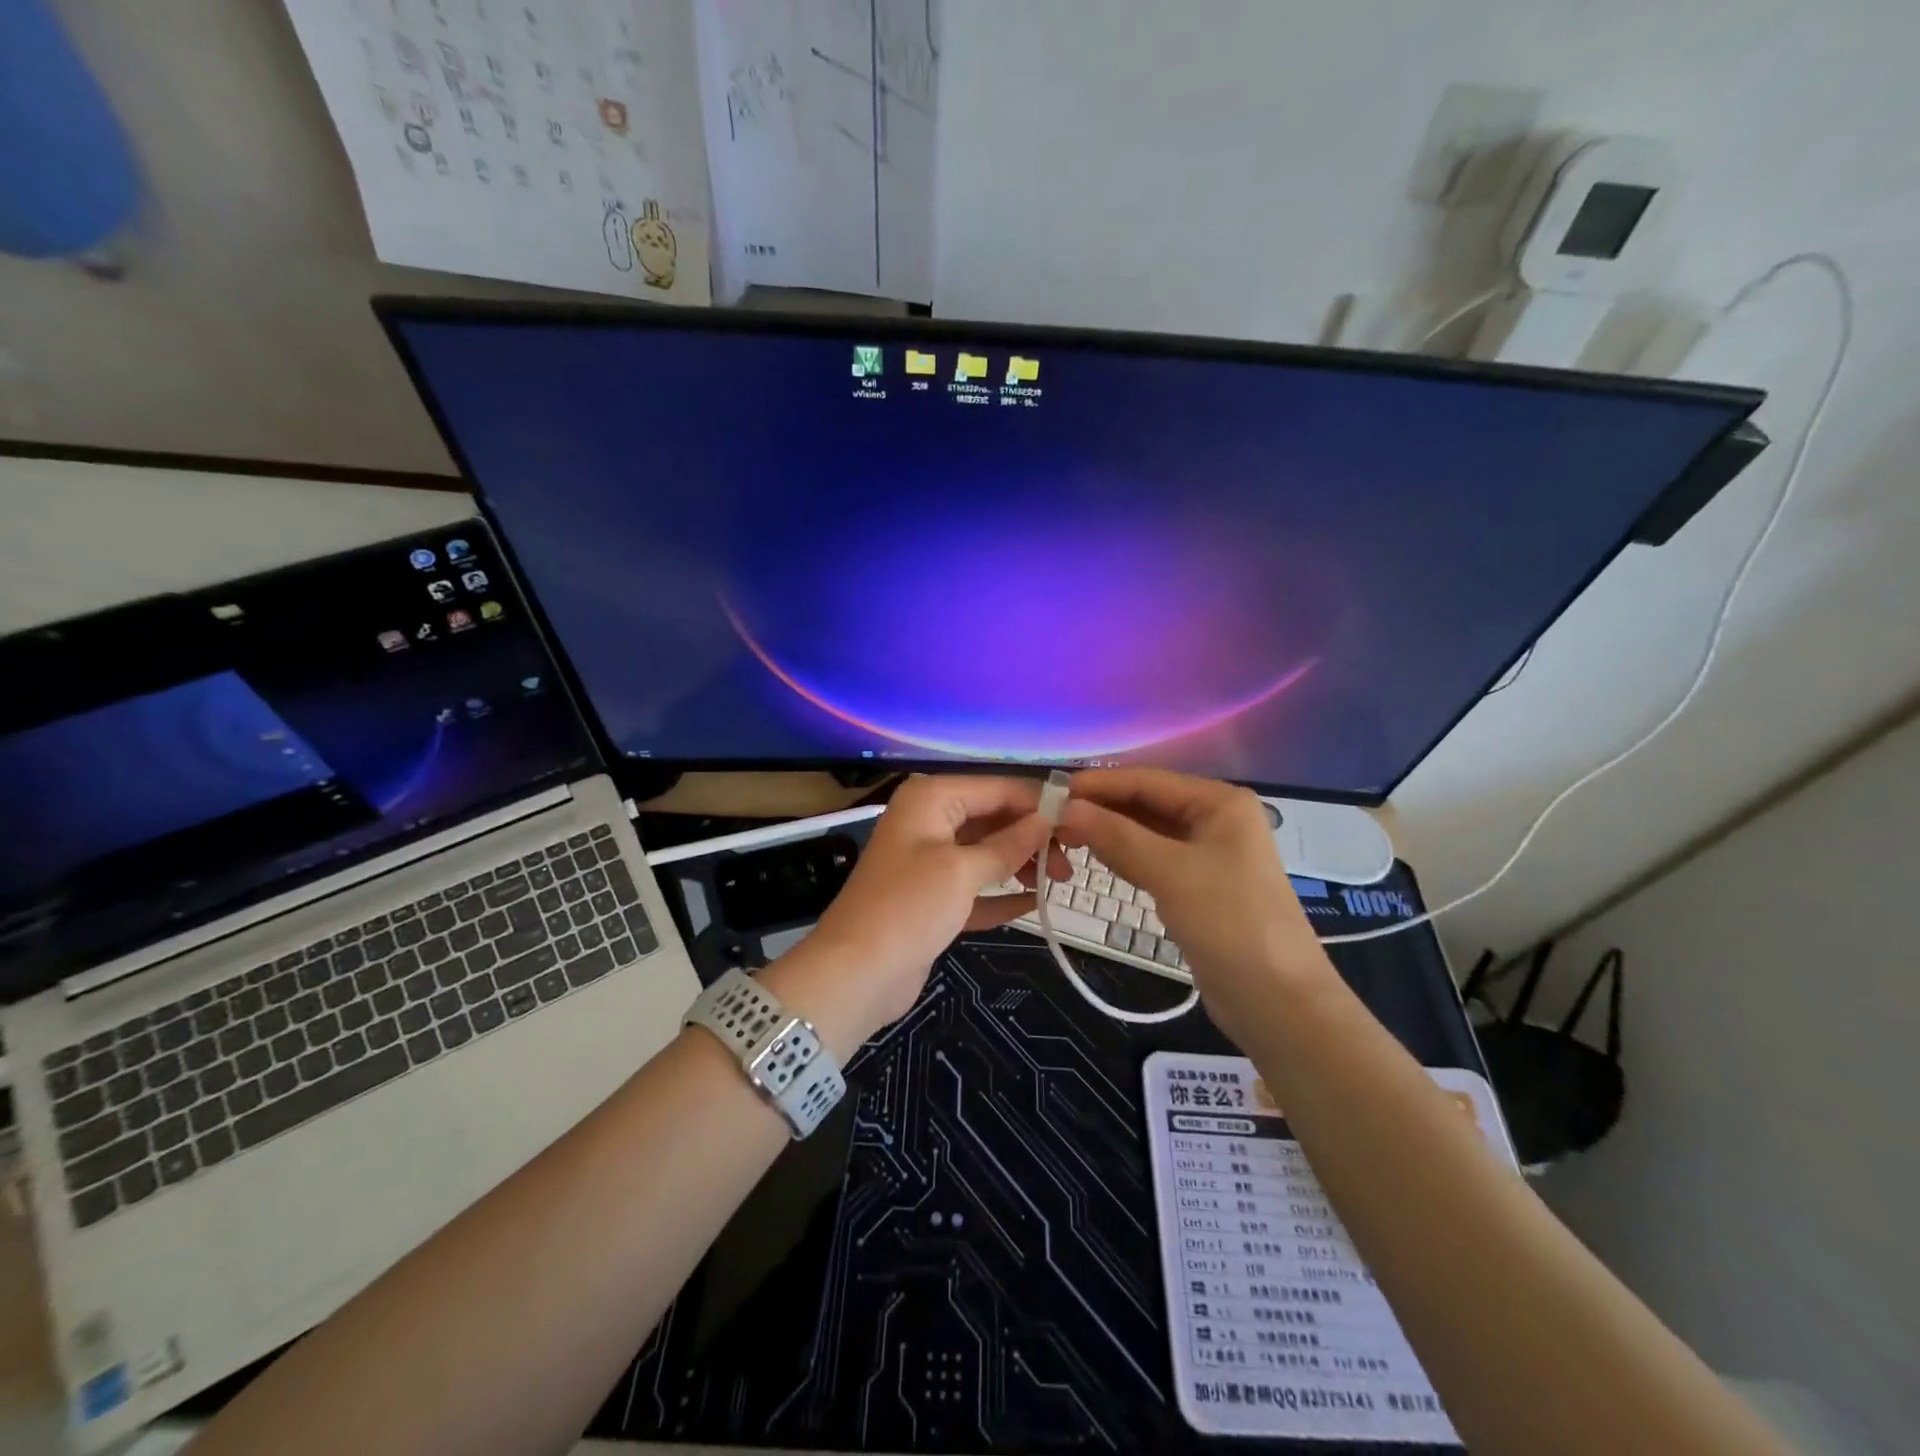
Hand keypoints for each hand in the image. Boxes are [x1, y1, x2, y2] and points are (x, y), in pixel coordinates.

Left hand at [766, 776, 1068, 1056]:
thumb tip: (1045, 819)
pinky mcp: (933, 900)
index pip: (996, 788)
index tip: (1080, 820)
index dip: (1038, 803)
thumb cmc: (909, 907)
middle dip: (1032, 836)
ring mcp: (930, 862)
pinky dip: (1002, 895)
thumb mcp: (962, 870)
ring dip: (1021, 865)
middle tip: (1072, 860)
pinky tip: (1035, 903)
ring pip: (986, 853)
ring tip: (1060, 881)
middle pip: (992, 818)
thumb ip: (1008, 844)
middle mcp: (930, 822)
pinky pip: (976, 888)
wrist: (855, 974)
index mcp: (931, 799)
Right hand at [1054, 768, 1336, 1046]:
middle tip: (1050, 820)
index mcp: (1219, 802)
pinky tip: (1096, 858)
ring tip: (1064, 836)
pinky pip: (1153, 858)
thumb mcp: (1170, 873)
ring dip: (1109, 832)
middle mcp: (1215, 819)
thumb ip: (1116, 835)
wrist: (1277, 1001)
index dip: (1097, 784)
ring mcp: (1208, 853)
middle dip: (1101, 809)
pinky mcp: (1199, 885)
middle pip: (1146, 803)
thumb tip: (1065, 807)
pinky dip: (1125, 856)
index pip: (1146, 780)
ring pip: (1147, 832)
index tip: (1050, 791)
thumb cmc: (1229, 923)